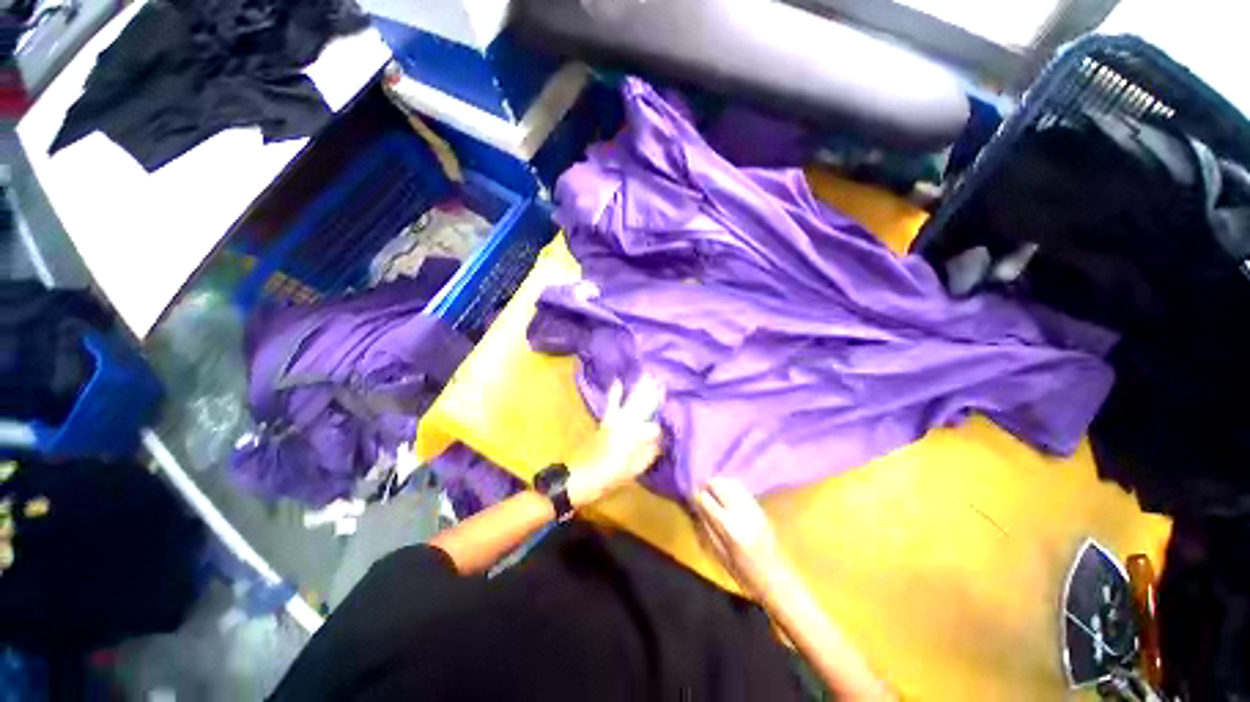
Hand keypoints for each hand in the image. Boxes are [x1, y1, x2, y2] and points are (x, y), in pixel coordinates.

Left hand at [567, 375, 664, 506]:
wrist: (580, 476)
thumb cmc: (610, 476)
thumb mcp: (634, 470)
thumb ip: (649, 453)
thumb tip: (660, 441)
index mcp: (636, 435)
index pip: (655, 428)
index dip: (661, 431)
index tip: (666, 434)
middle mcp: (627, 422)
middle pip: (644, 405)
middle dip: (654, 394)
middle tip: (662, 382)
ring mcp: (615, 419)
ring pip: (630, 400)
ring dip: (640, 389)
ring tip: (649, 376)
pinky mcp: (606, 420)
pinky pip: (612, 403)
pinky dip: (615, 392)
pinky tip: (618, 381)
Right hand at [694, 477, 788, 601]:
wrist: (776, 578)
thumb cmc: (743, 573)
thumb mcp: (719, 553)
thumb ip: (707, 527)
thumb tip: (697, 506)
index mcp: (729, 527)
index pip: (707, 500)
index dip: (698, 496)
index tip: (693, 497)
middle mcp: (741, 512)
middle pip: (719, 485)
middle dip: (708, 486)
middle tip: (702, 492)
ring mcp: (752, 507)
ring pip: (730, 483)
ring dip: (719, 484)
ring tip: (713, 492)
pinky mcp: (760, 507)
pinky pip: (741, 489)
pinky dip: (731, 487)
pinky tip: (726, 494)